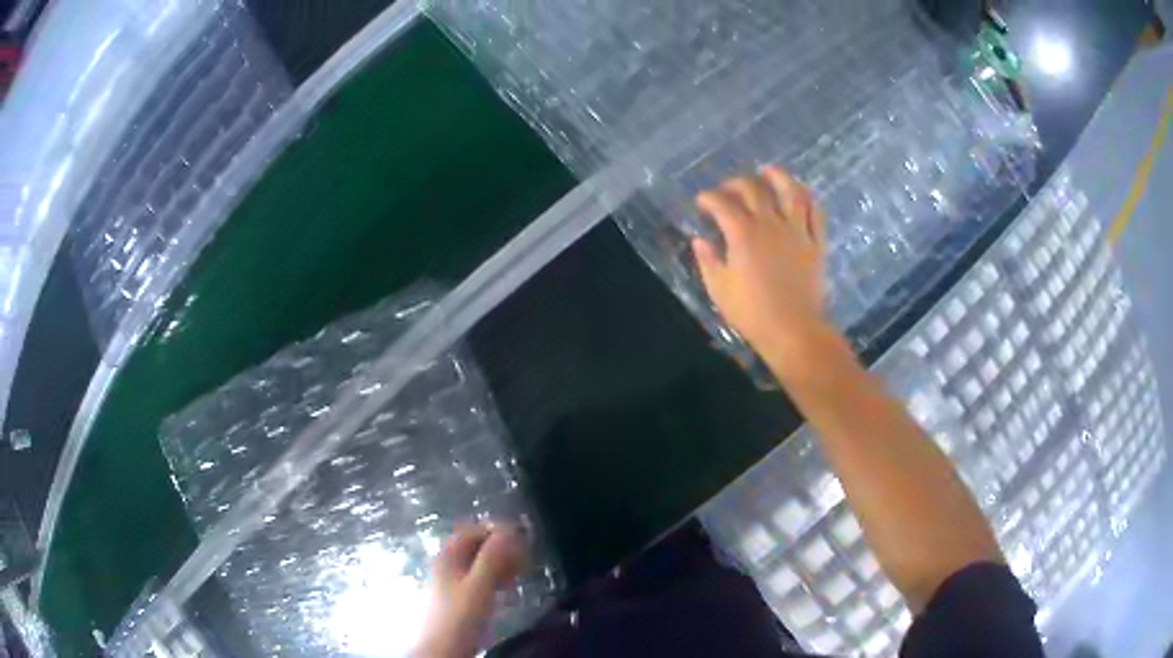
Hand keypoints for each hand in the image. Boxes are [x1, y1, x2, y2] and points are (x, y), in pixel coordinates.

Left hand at [415, 524, 527, 657]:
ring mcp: (448, 584)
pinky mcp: (455, 602)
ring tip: (519, 575)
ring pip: (475, 565)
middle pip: (473, 547)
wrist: (439, 652)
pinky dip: (493, 579)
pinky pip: (476, 581)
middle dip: (500, 548)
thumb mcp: (478, 587)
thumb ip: (492, 558)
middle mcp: (445, 566)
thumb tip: (509, 529)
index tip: (522, 538)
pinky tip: (504, 591)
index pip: (471, 531)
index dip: (495, 530)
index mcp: (447, 557)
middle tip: (524, 558)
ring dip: (498, 565)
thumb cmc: (458, 618)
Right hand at [692, 167, 832, 366]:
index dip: (709, 198)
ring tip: (768, 171)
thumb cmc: (752, 313)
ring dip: (778, 177)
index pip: (722, 203)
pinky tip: (800, 194)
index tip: (702, 202)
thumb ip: (708, 260)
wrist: (794, 331)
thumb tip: (699, 239)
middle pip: (753, 190)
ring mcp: (797, 231)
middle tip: (727, 190)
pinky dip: (808, 198)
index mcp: (743, 233)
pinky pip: (815, 213)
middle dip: (736, 183)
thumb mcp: (719, 289)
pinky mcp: (816, 243)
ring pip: (790, 192)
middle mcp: (771, 223)